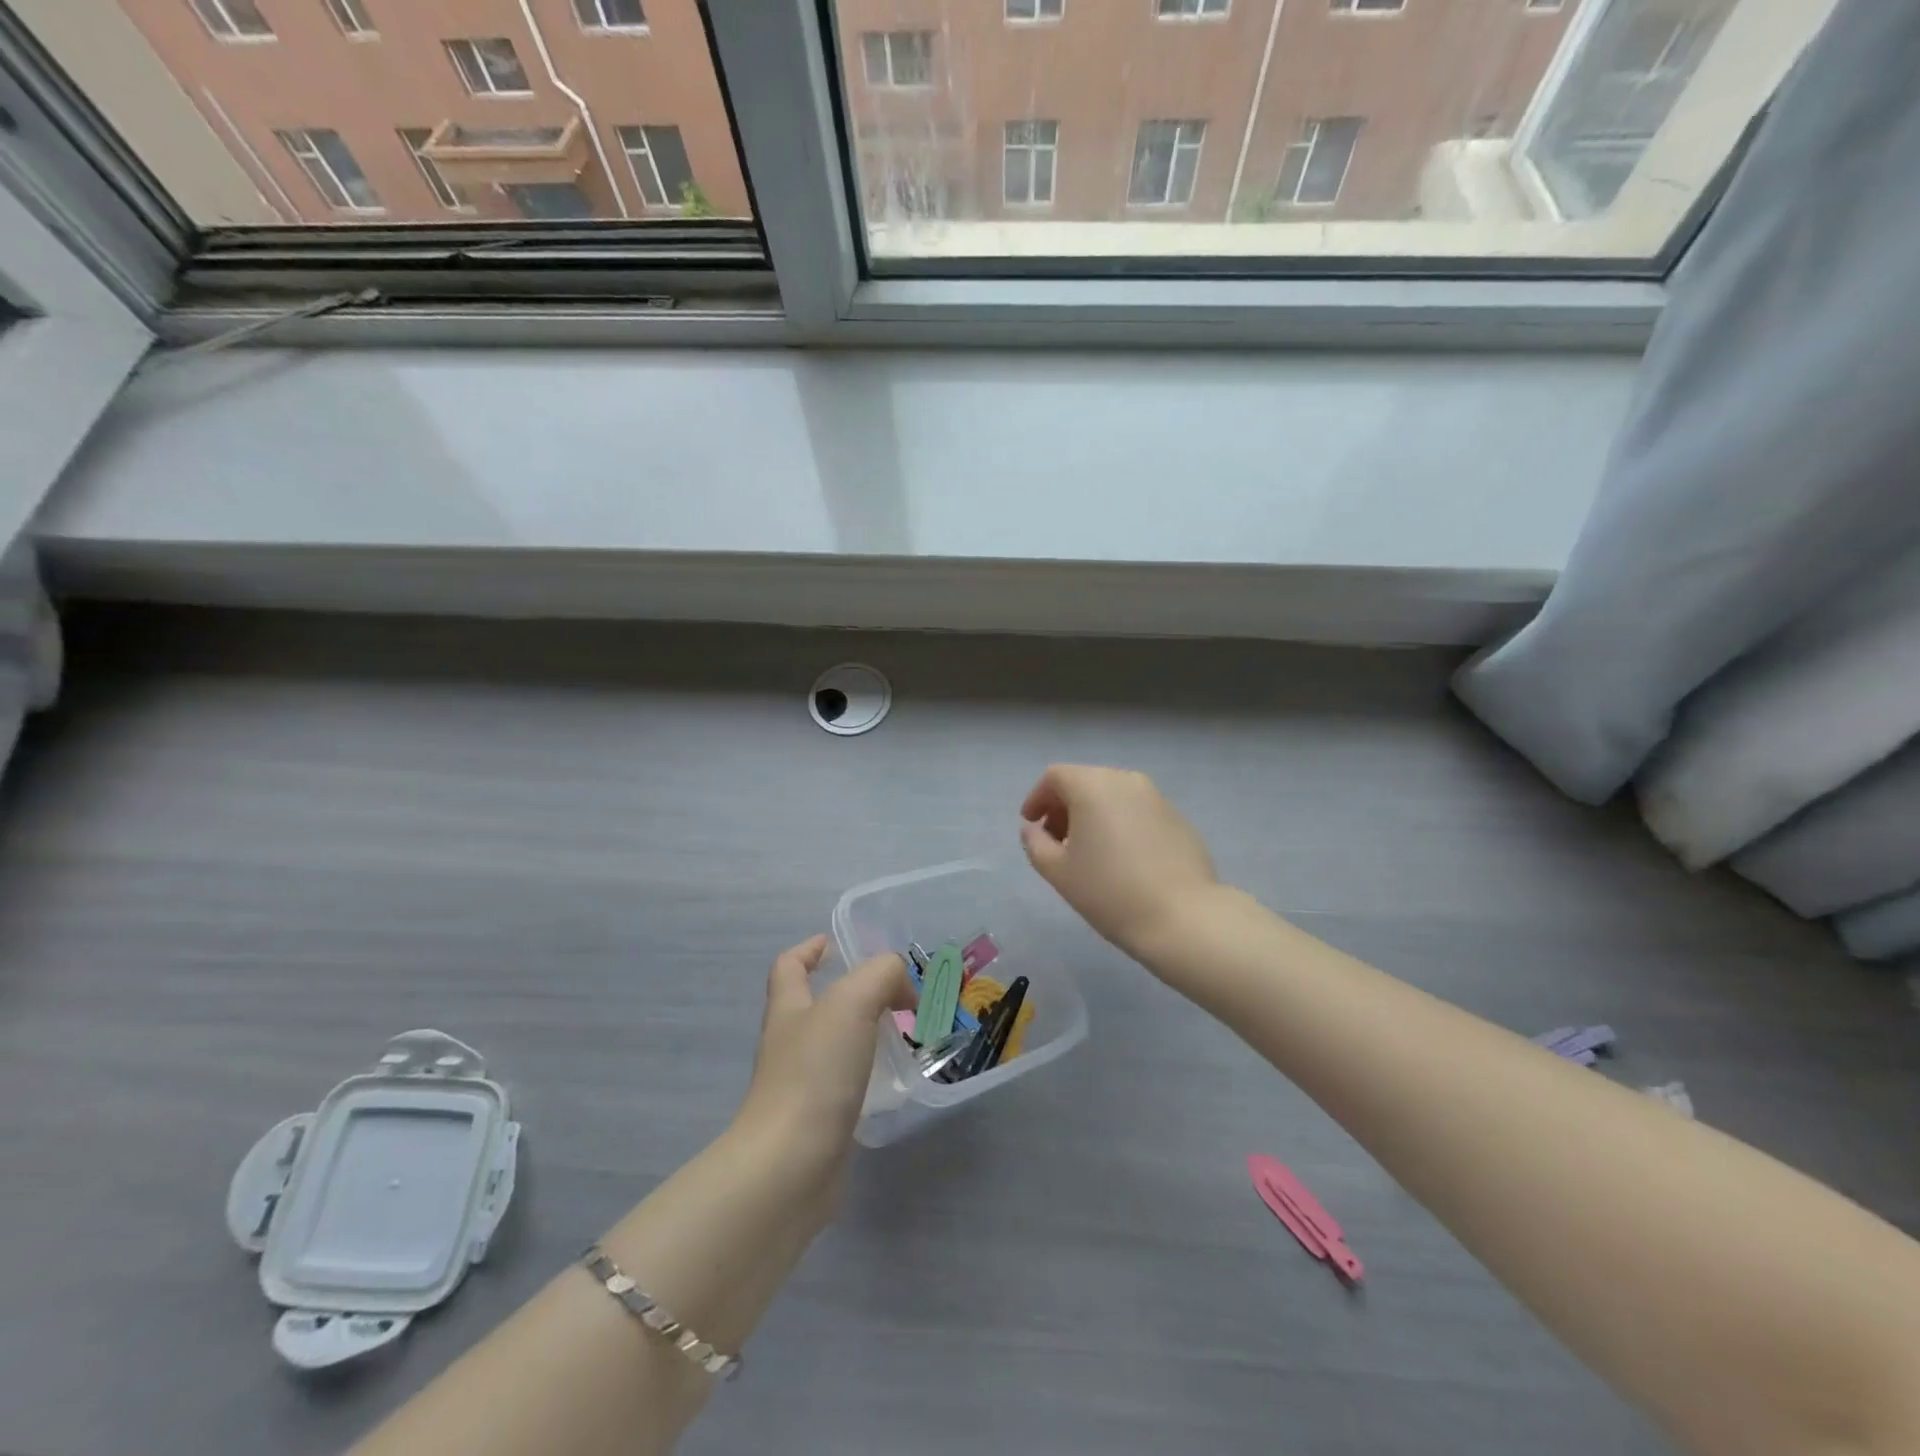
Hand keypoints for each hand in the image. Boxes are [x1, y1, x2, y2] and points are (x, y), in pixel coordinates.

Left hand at [734, 935, 915, 1189]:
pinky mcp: (818, 1123)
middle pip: (813, 1006)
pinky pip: (845, 1085)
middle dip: (849, 993)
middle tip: (893, 992)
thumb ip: (880, 977)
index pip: (789, 967)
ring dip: (864, 1034)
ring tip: (904, 1032)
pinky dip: (869, 1076)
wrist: (790, 1167)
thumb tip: (900, 987)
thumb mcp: (852, 1003)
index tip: (833, 944)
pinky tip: (896, 1080)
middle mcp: (789, 1044)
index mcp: (789, 1009)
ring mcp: (801, 1086)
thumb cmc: (815, 1073)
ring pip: (834, 1047)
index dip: (808, 950)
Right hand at [1020, 765, 1220, 958]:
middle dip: (1064, 807)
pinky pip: (1137, 811)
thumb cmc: (1109, 891)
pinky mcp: (1178, 817)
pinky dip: (1120, 823)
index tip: (1031, 825)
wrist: (1182, 917)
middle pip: (1085, 782)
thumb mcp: (1058, 871)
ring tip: (1088, 852)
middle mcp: (1125, 780)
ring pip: (1113, 795)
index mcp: (1093, 786)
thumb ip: (1036, 843)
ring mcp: (1156, 797)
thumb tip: (1033, 829)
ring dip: (1093, 815)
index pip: (1055, 776)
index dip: (1037, 798)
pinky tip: (1122, 859)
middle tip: (1056, 841)